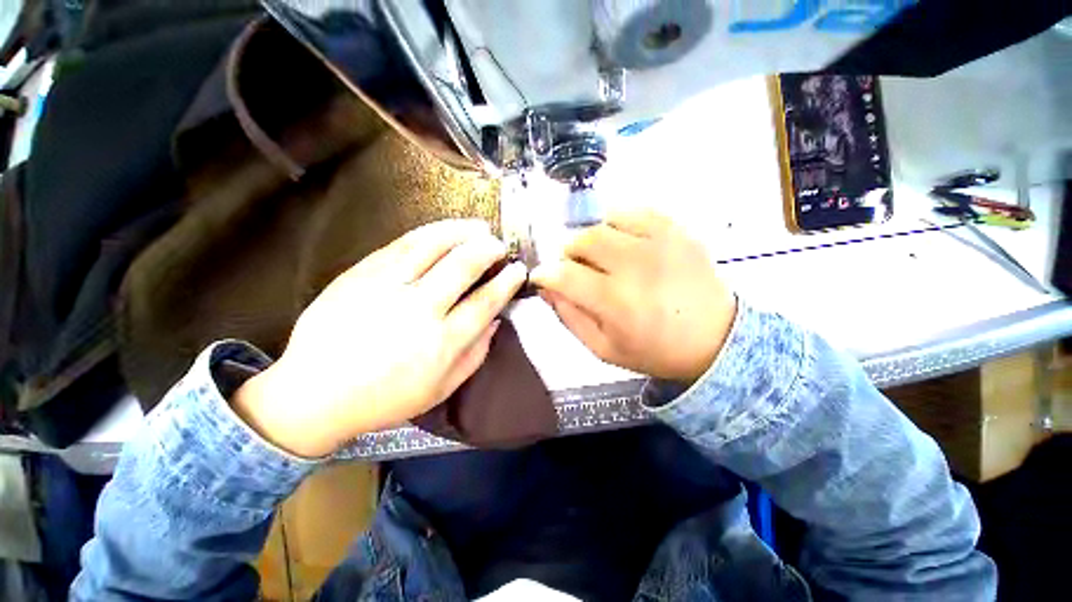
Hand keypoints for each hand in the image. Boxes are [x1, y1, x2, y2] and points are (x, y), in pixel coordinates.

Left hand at [233, 220, 526, 456]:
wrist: (314, 394)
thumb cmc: (386, 398)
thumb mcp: (442, 389)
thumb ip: (476, 355)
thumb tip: (496, 320)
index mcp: (442, 342)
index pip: (486, 301)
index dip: (507, 281)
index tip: (519, 270)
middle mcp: (419, 310)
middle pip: (463, 266)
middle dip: (489, 250)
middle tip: (500, 245)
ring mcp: (386, 288)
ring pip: (433, 246)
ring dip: (462, 232)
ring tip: (479, 227)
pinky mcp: (360, 275)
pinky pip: (401, 244)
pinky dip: (429, 232)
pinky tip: (443, 229)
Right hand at [531, 209, 735, 384]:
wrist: (716, 340)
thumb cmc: (655, 350)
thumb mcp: (603, 348)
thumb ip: (569, 317)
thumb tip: (546, 288)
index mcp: (616, 302)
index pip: (563, 274)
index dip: (544, 273)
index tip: (541, 277)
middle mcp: (636, 266)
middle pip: (582, 241)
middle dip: (568, 255)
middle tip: (577, 270)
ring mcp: (659, 243)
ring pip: (603, 223)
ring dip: (592, 240)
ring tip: (602, 258)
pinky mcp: (676, 230)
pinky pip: (634, 212)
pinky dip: (618, 224)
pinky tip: (623, 243)